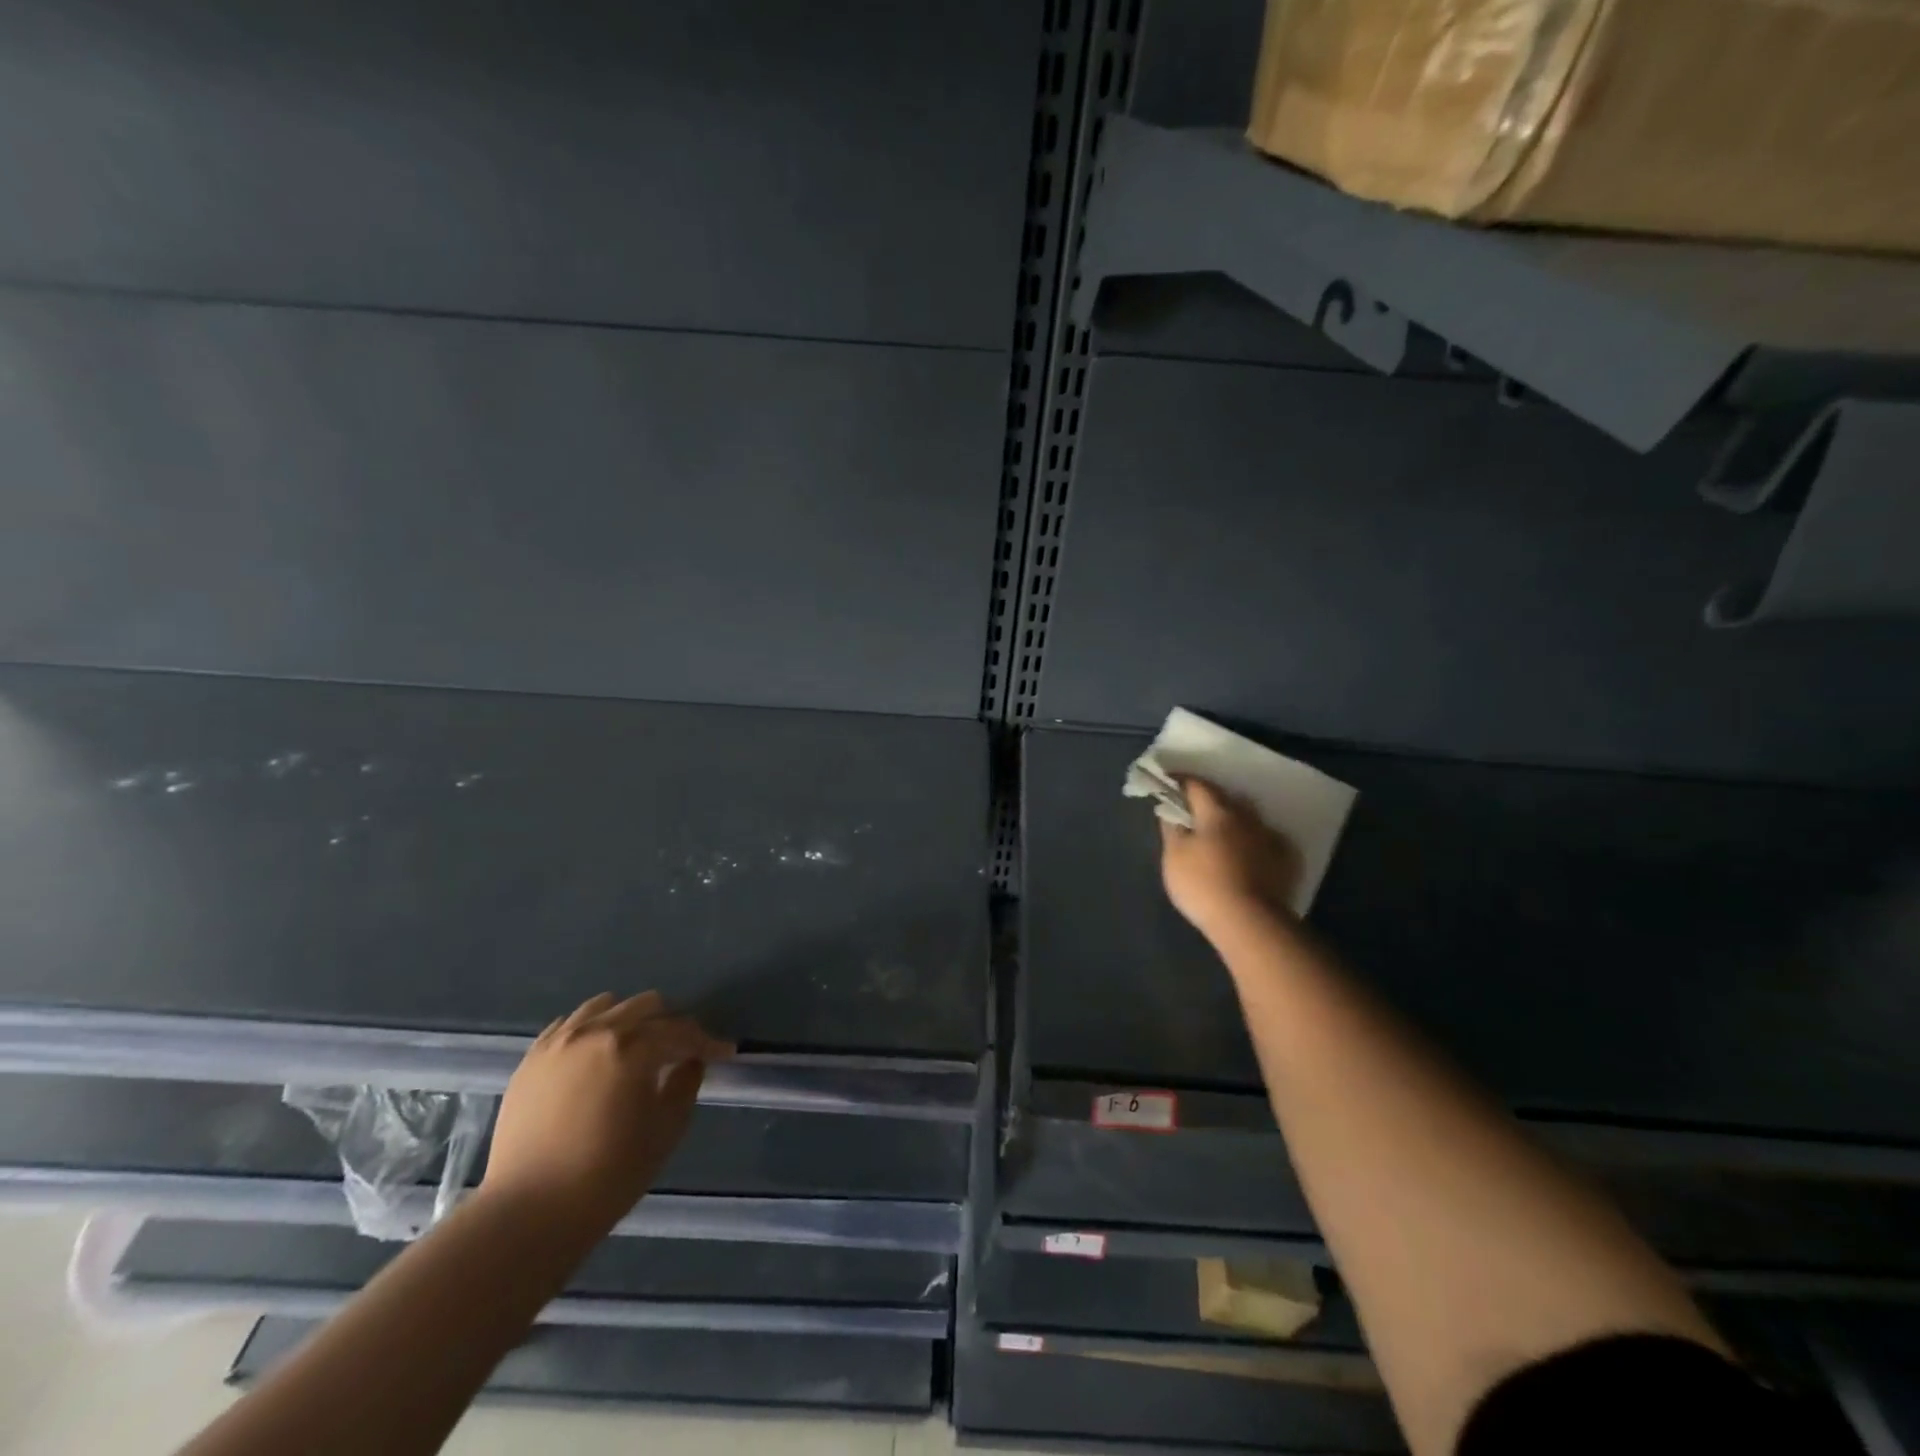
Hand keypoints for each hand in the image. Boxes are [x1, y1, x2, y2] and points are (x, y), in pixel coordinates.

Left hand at [482, 992, 732, 1230]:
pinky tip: (598, 1055)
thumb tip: (690, 1062)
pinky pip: (569, 1025)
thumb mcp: (665, 1131)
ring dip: (631, 1020)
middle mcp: (595, 1032)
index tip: (724, 1052)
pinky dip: (592, 1030)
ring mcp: (558, 1042)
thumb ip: (685, 1085)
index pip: (680, 1031)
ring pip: (606, 1007)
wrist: (528, 1213)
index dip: (707, 1042)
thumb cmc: (608, 1175)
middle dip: (671, 1024)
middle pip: (646, 1006)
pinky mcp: (531, 1060)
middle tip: (682, 1051)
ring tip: (638, 1047)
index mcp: (631, 1047)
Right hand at [1160, 778, 1302, 942]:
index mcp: (1217, 812)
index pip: (1197, 785)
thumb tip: (1170, 810)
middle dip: (1209, 802)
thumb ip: (1172, 829)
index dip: (1181, 782)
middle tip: (1193, 813)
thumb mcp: (1174, 856)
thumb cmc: (1203, 884)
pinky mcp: (1285, 861)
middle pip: (1225, 800)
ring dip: (1233, 822)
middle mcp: (1247, 818)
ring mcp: (1269, 838)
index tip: (1168, 783)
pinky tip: (1247, 854)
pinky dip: (1252, 843)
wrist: (1250, 923)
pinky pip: (1264, 842)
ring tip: (1220, 835)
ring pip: (1247, 820)